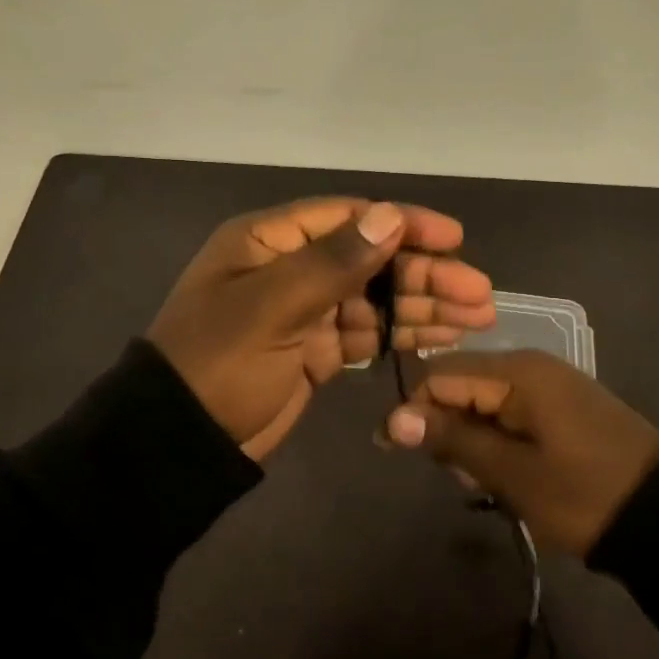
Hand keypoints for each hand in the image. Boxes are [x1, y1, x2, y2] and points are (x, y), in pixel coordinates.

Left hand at [148, 198, 494, 459]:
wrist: (178, 442)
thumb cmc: (219, 363)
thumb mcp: (271, 306)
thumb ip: (332, 262)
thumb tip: (390, 216)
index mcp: (269, 241)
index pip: (348, 218)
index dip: (402, 223)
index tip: (453, 237)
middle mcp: (289, 267)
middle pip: (369, 260)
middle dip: (424, 274)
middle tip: (479, 294)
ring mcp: (303, 311)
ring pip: (374, 299)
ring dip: (422, 306)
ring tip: (477, 317)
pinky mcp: (313, 350)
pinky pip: (365, 334)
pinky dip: (400, 334)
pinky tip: (441, 338)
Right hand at [383, 350, 658, 555]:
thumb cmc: (585, 494)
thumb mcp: (512, 472)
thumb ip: (453, 439)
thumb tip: (394, 420)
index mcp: (517, 372)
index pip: (440, 375)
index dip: (413, 411)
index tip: (396, 452)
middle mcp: (529, 366)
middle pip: (460, 384)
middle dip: (446, 428)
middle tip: (461, 477)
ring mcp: (548, 385)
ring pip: (483, 402)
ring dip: (472, 439)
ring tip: (487, 483)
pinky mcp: (561, 406)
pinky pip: (510, 413)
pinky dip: (497, 440)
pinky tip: (506, 474)